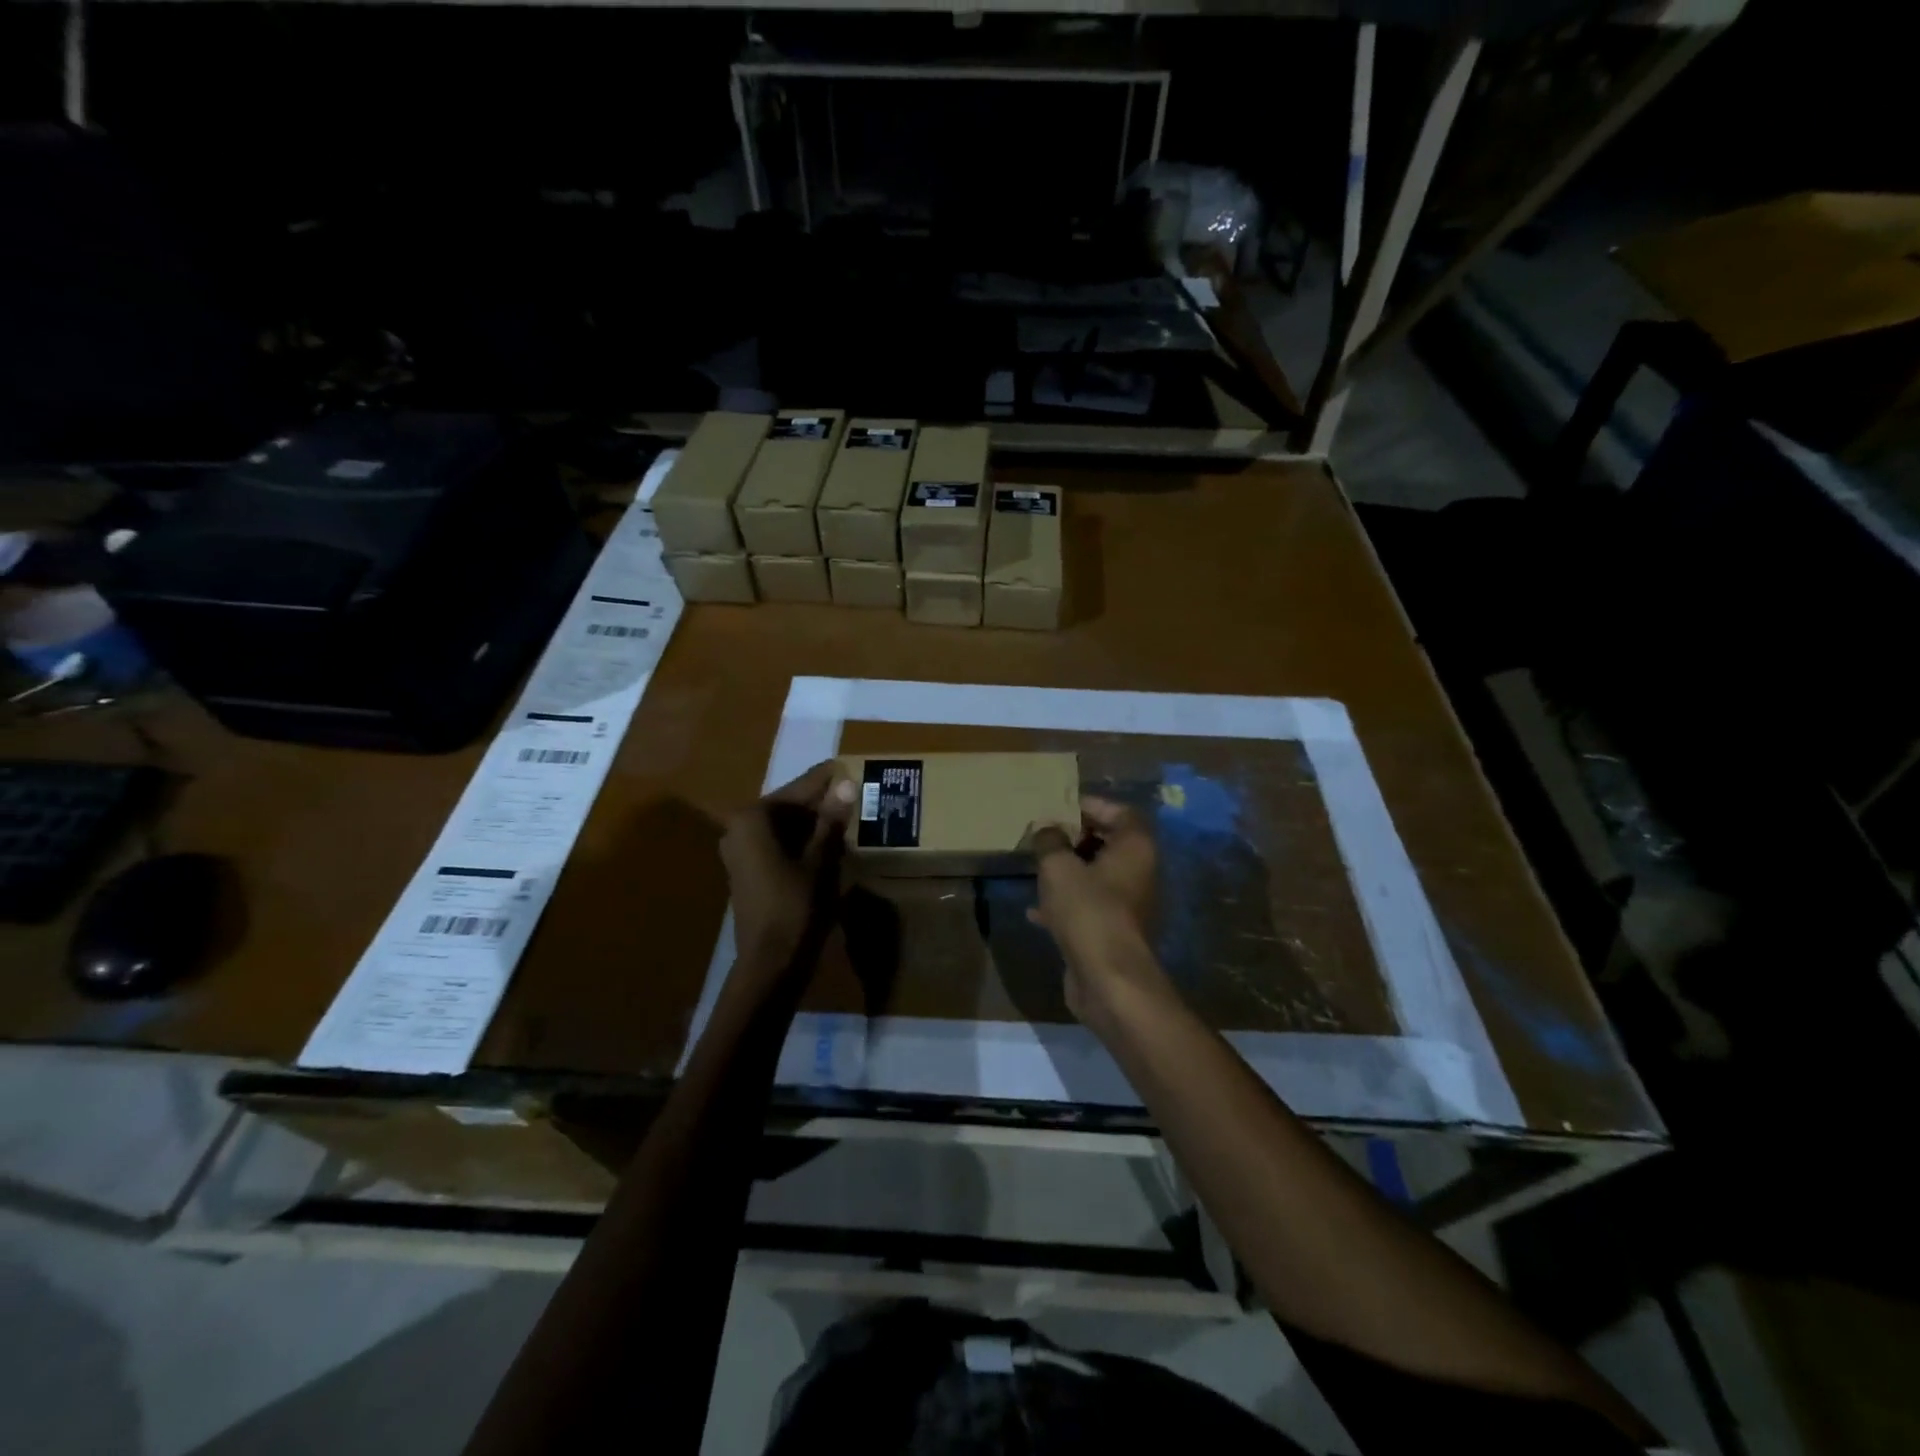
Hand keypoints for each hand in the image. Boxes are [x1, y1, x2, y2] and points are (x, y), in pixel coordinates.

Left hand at [720, 762, 855, 968]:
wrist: (770, 962)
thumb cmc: (796, 906)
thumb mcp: (820, 859)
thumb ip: (831, 819)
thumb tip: (845, 782)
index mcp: (753, 819)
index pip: (797, 789)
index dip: (825, 779)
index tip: (847, 764)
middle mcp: (739, 828)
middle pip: (788, 806)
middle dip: (820, 801)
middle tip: (854, 792)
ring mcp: (740, 851)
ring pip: (784, 826)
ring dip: (813, 822)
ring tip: (848, 815)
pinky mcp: (747, 871)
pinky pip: (777, 844)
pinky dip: (801, 841)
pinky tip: (829, 843)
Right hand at [1027, 798, 1162, 1023]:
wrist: (1108, 977)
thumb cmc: (1088, 909)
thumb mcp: (1058, 866)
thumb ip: (1049, 841)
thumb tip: (1046, 830)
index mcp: (1135, 847)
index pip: (1120, 811)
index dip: (1091, 805)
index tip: (1061, 807)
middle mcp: (1139, 872)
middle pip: (1108, 843)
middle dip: (1075, 838)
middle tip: (1044, 836)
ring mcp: (1129, 904)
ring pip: (1097, 876)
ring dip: (1069, 871)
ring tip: (1037, 867)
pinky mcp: (1114, 931)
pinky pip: (1089, 906)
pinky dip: (1065, 903)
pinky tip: (1035, 910)